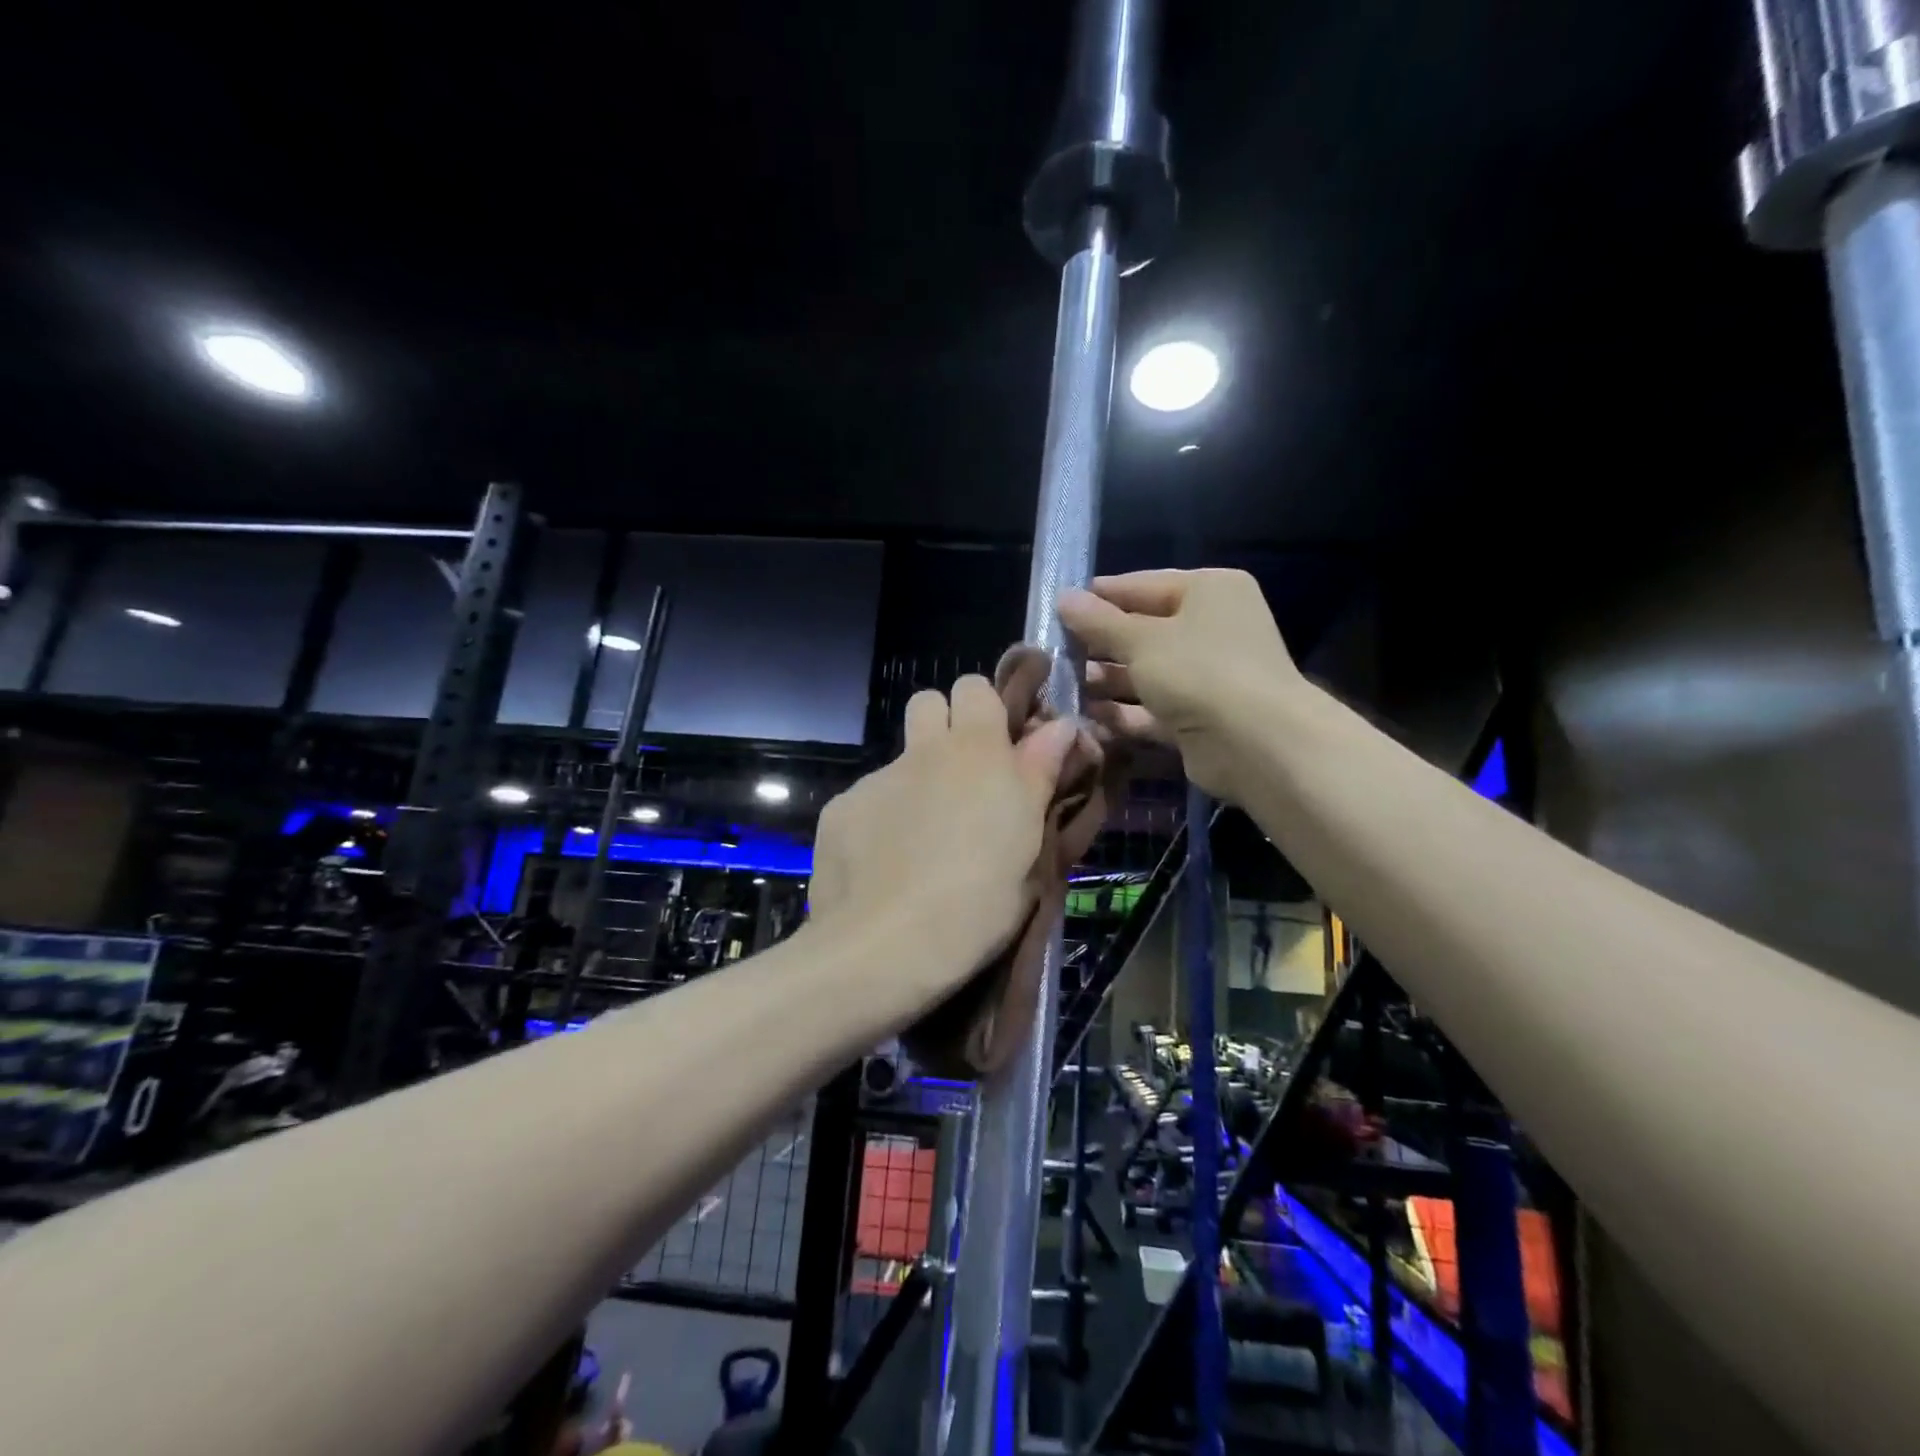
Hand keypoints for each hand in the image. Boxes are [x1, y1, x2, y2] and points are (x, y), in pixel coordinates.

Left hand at [810, 675, 1078, 975]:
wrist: (883, 946)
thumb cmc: (977, 902)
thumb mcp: (1028, 845)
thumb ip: (1040, 775)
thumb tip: (1059, 725)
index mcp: (976, 752)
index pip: (975, 687)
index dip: (986, 710)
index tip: (1002, 749)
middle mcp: (923, 751)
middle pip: (928, 702)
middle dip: (945, 726)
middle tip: (962, 778)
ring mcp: (876, 779)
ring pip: (900, 758)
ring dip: (915, 778)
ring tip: (921, 836)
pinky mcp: (840, 808)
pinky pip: (867, 798)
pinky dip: (879, 819)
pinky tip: (884, 864)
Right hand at [1059, 569, 1302, 800]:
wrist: (1258, 745)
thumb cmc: (1200, 672)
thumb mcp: (1141, 641)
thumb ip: (1099, 622)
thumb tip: (1063, 597)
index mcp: (1209, 591)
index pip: (1142, 585)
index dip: (1099, 597)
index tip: (1057, 607)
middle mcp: (1212, 628)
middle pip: (1143, 631)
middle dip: (1098, 644)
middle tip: (1052, 652)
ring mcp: (1207, 675)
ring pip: (1145, 672)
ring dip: (1106, 680)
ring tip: (1060, 685)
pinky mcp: (1199, 717)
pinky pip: (1152, 708)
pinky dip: (1123, 711)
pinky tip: (1085, 716)